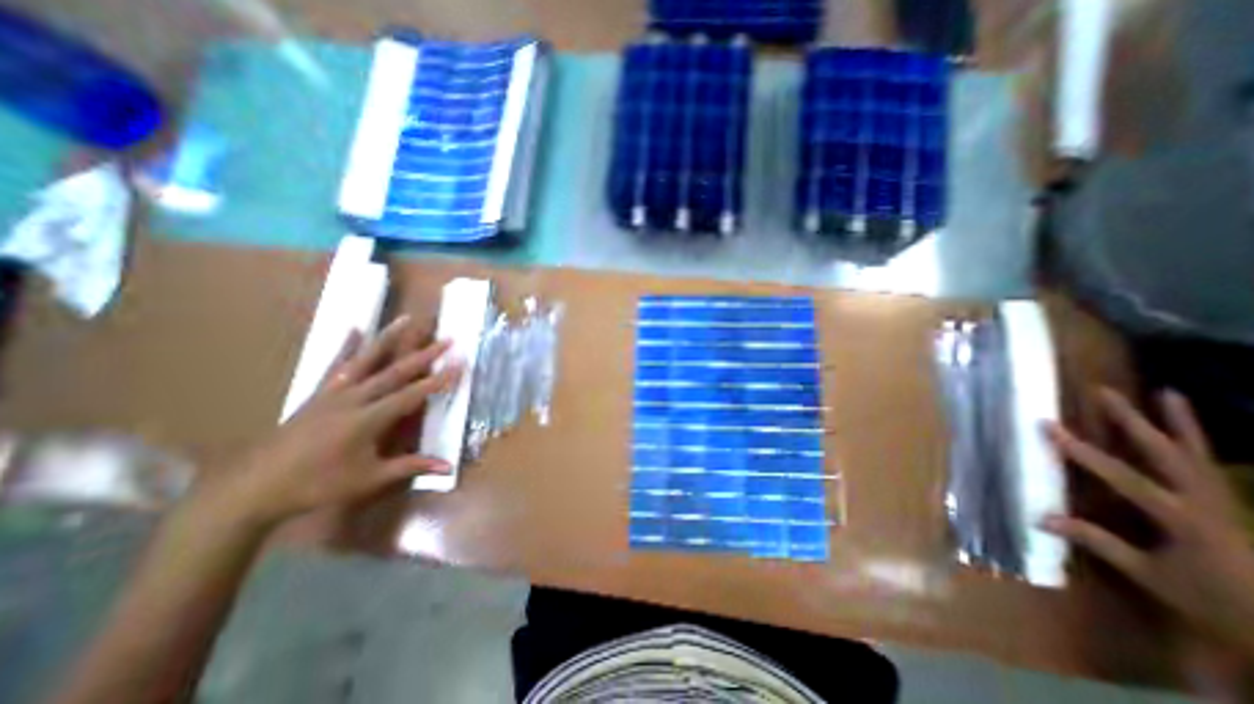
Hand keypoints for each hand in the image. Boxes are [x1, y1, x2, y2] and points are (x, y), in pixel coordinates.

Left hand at [199, 315, 459, 530]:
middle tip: (447, 339)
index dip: (439, 380)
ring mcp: (333, 392)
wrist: (252, 488)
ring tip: (405, 318)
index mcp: (368, 419)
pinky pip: (335, 365)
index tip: (460, 364)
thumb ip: (409, 467)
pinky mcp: (317, 393)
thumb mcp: (368, 479)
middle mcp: (353, 398)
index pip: (413, 394)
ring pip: (367, 359)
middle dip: (425, 354)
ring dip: (389, 338)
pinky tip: (355, 329)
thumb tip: (448, 467)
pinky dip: (347, 346)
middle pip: (395, 371)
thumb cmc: (317, 485)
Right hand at [1046, 389, 1253, 656]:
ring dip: (1179, 422)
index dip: (1083, 452)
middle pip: (1166, 454)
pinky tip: (1187, 425)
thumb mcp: (1149, 575)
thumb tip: (1040, 518)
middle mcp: (1206, 503)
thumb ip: (1098, 542)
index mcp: (1184, 521)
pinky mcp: (1225, 501)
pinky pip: (1208, 464)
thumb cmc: (1210, 601)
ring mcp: (1222, 500)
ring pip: (1197, 453)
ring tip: (1166, 393)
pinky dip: (1199, 440)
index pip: (1125, 478)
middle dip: (1132, 422)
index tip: (1049, 428)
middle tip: (1104, 392)